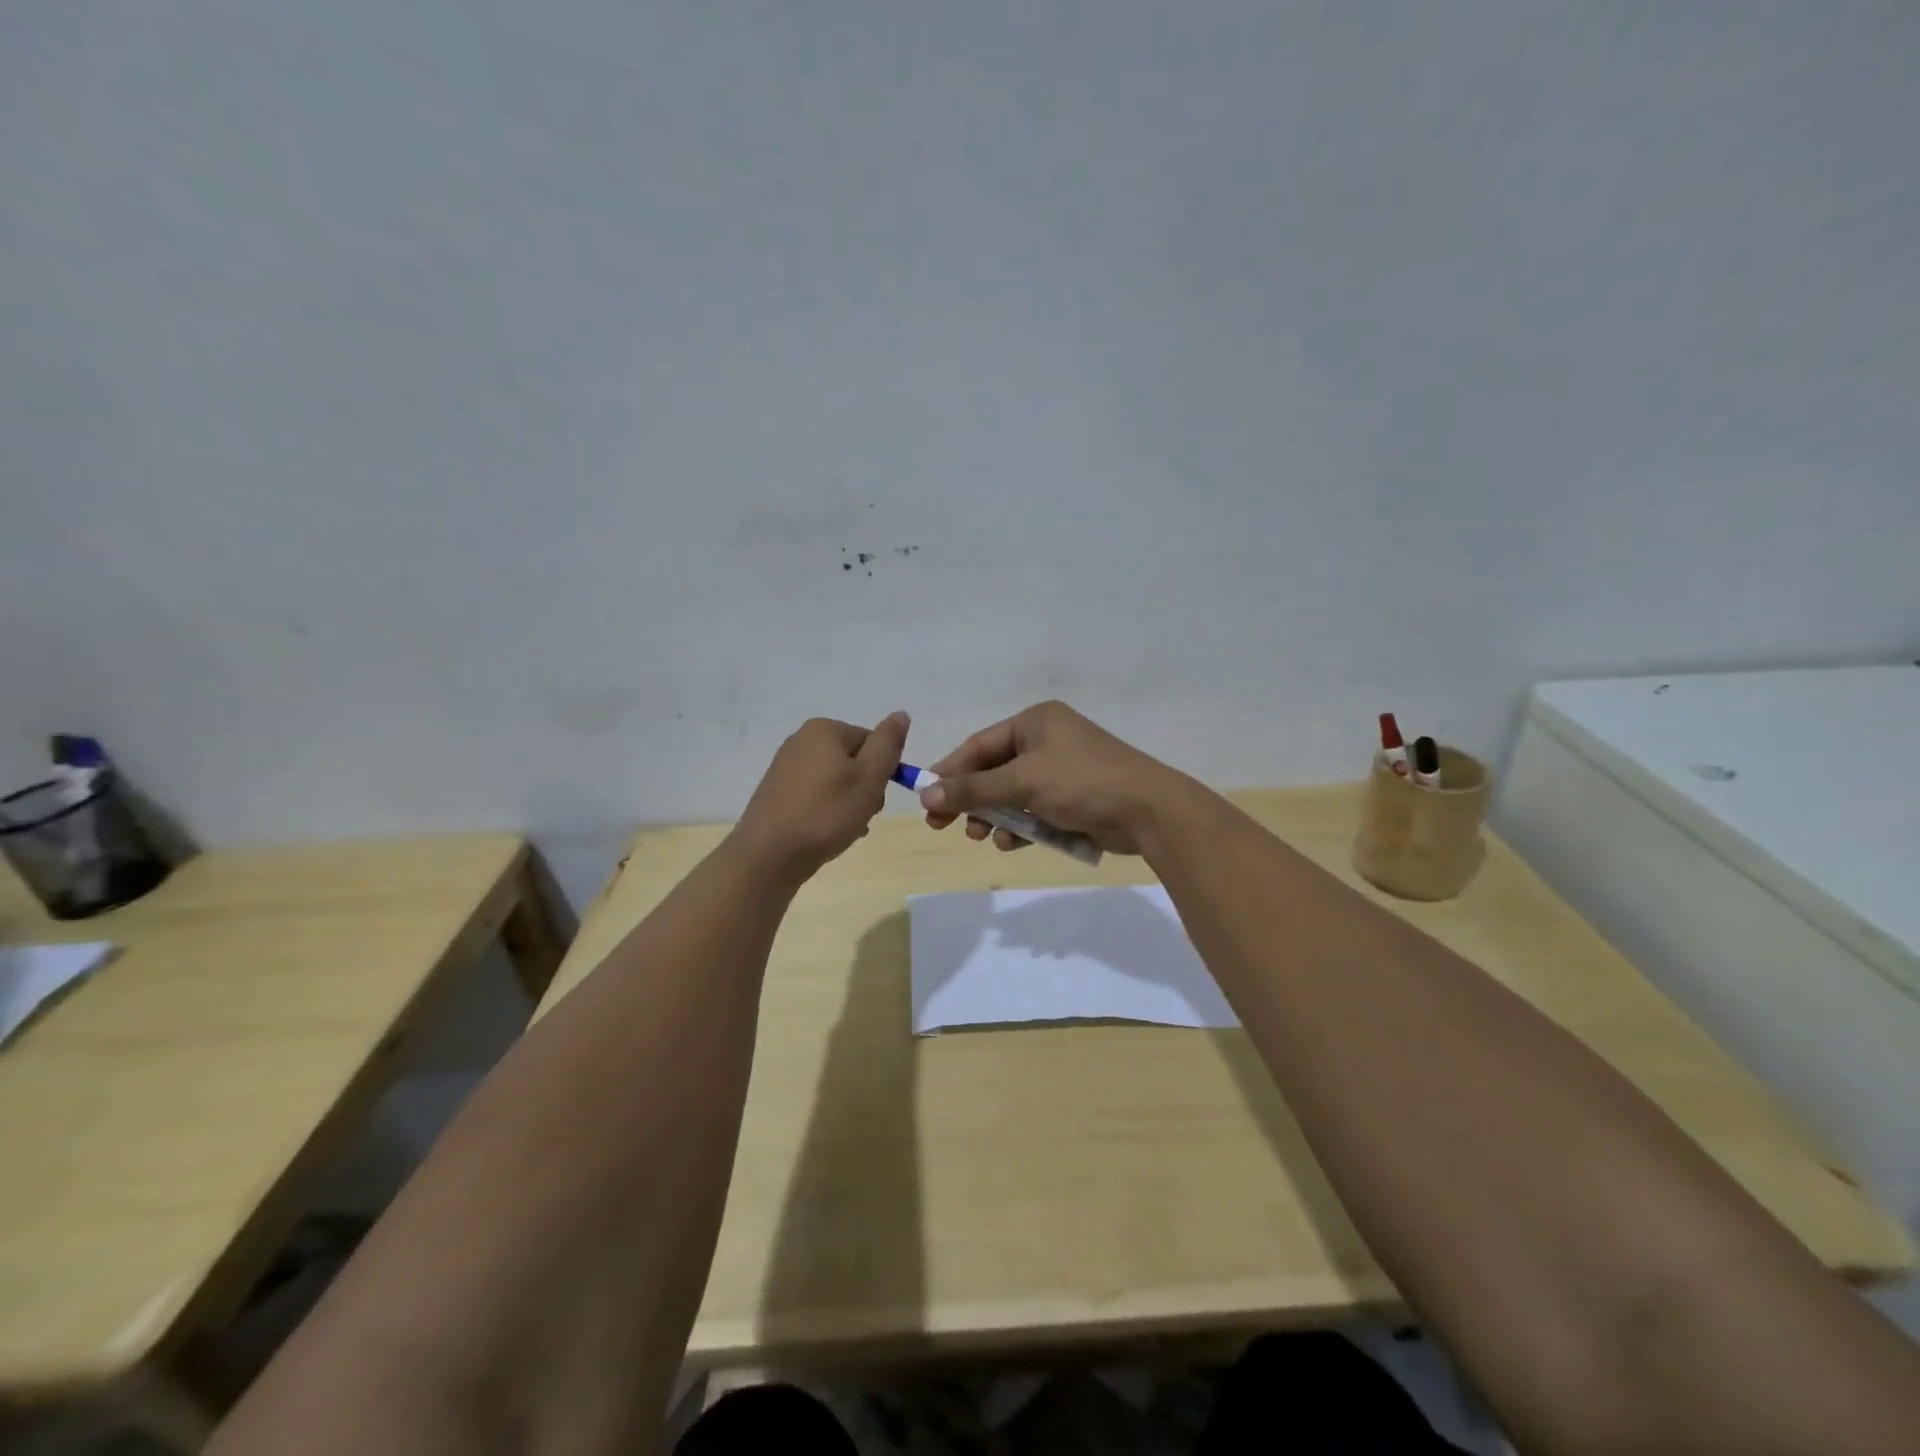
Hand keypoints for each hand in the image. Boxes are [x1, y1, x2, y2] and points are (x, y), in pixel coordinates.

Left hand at [731, 712, 909, 884]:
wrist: (767, 856)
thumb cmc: (826, 814)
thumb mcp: (869, 778)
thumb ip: (888, 744)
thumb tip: (901, 715)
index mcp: (824, 729)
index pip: (873, 743)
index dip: (881, 773)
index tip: (874, 799)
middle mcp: (802, 740)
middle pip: (854, 761)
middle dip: (864, 789)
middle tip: (859, 816)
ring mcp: (786, 766)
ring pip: (836, 781)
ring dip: (848, 804)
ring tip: (843, 829)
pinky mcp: (777, 791)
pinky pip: (815, 795)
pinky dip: (826, 811)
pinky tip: (825, 833)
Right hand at [919, 701, 1192, 855]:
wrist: (1148, 811)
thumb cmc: (1082, 782)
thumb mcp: (1022, 782)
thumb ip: (973, 789)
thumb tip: (926, 793)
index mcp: (1035, 722)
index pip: (979, 745)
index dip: (950, 771)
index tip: (925, 797)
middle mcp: (1046, 741)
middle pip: (993, 771)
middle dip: (971, 799)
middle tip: (942, 825)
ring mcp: (1061, 771)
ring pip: (1012, 795)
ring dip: (994, 817)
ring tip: (980, 837)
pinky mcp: (1072, 800)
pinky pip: (1034, 811)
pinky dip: (1021, 827)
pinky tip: (1011, 844)